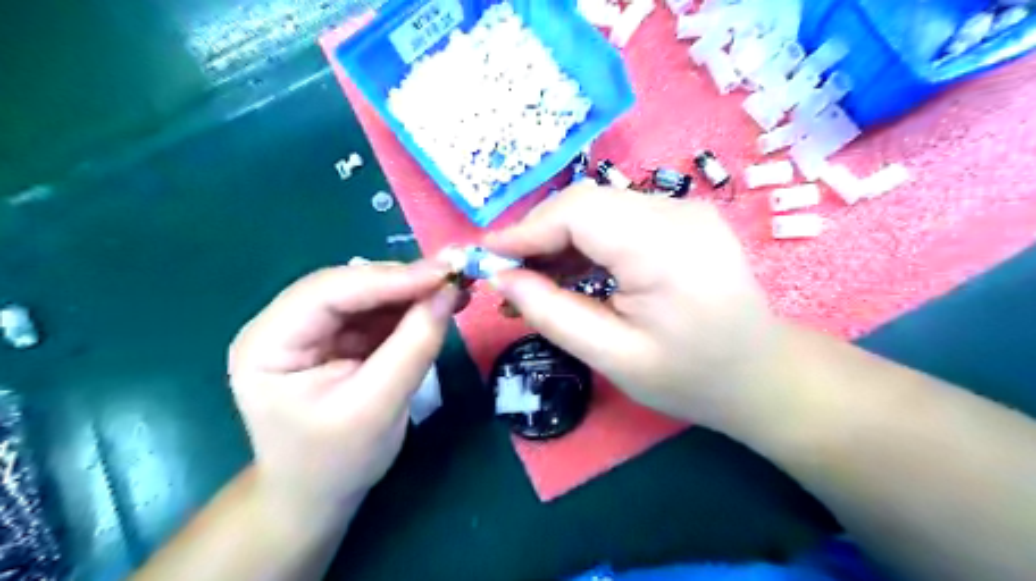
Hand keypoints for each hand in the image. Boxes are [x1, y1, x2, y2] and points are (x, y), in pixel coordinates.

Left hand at [228, 261, 457, 513]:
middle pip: (349, 286)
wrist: (320, 493)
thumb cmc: (336, 461)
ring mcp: (313, 328)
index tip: (443, 274)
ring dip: (413, 290)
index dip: (388, 278)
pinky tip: (441, 303)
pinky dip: (412, 306)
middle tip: (455, 276)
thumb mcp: (378, 408)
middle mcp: (284, 324)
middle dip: (404, 281)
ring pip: (368, 293)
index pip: (328, 293)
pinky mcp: (340, 336)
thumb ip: (414, 347)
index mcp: (268, 344)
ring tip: (456, 288)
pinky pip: (379, 310)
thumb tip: (448, 293)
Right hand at [487, 185, 785, 428]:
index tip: (488, 257)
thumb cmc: (690, 377)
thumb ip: (552, 314)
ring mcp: (684, 210)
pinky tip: (571, 272)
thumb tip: (502, 279)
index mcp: (665, 248)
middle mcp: (678, 212)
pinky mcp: (683, 217)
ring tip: (535, 279)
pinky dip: (587, 241)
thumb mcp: (613, 356)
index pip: (578, 212)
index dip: (526, 231)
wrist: (760, 375)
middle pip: (586, 202)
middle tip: (510, 274)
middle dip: (539, 234)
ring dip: (560, 238)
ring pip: (599, 207)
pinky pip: (619, 217)